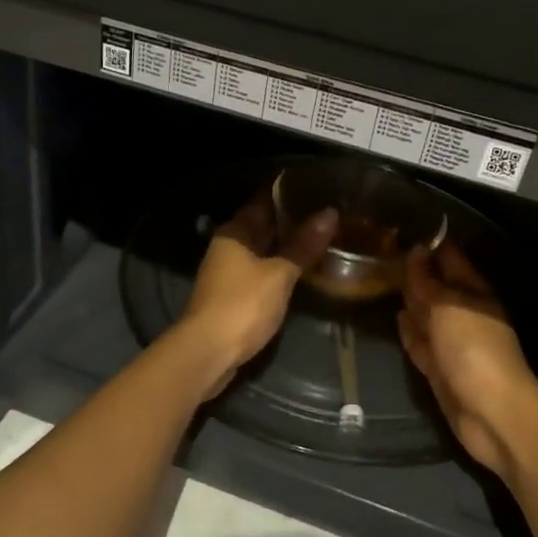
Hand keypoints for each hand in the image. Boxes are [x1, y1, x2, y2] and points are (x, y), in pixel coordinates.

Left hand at [176, 191, 338, 398]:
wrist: (208, 352)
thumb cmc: (243, 305)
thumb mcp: (279, 274)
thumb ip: (303, 245)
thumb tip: (329, 213)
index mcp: (235, 232)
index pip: (262, 200)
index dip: (286, 191)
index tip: (313, 184)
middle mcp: (228, 246)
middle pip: (261, 224)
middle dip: (289, 219)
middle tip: (325, 211)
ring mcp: (228, 272)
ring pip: (261, 249)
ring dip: (285, 244)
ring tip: (320, 237)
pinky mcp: (232, 295)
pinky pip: (260, 270)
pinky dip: (279, 266)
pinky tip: (300, 268)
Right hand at [397, 243, 537, 480]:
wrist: (491, 412)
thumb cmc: (473, 349)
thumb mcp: (447, 307)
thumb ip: (427, 282)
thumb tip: (415, 252)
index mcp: (473, 293)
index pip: (450, 259)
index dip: (430, 245)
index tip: (404, 228)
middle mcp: (464, 313)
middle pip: (437, 287)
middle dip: (416, 272)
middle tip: (385, 252)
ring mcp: (452, 343)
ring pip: (427, 314)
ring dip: (411, 300)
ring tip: (384, 281)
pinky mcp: (440, 368)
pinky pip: (421, 342)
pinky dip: (410, 330)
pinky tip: (397, 317)